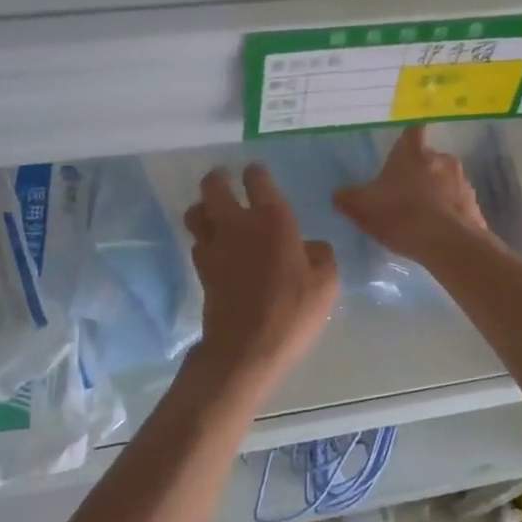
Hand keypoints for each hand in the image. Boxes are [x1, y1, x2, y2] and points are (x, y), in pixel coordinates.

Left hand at [182, 164, 338, 400]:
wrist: (246, 349)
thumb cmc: (292, 311)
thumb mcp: (325, 283)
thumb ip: (321, 256)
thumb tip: (312, 246)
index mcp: (271, 219)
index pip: (257, 179)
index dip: (256, 172)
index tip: (257, 174)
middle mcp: (237, 223)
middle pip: (213, 186)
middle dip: (218, 178)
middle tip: (224, 179)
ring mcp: (214, 246)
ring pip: (196, 212)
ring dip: (203, 207)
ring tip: (213, 211)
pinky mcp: (201, 269)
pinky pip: (197, 242)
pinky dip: (203, 238)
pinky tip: (216, 247)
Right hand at [334, 127, 491, 264]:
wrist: (448, 244)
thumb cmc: (400, 214)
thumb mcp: (361, 207)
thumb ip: (347, 198)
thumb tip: (339, 194)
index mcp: (413, 152)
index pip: (413, 131)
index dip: (407, 141)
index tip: (401, 153)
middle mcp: (442, 159)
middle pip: (430, 159)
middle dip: (420, 172)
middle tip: (404, 194)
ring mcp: (462, 182)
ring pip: (446, 181)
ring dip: (437, 193)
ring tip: (422, 217)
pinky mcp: (475, 206)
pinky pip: (458, 205)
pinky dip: (449, 214)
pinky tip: (438, 233)